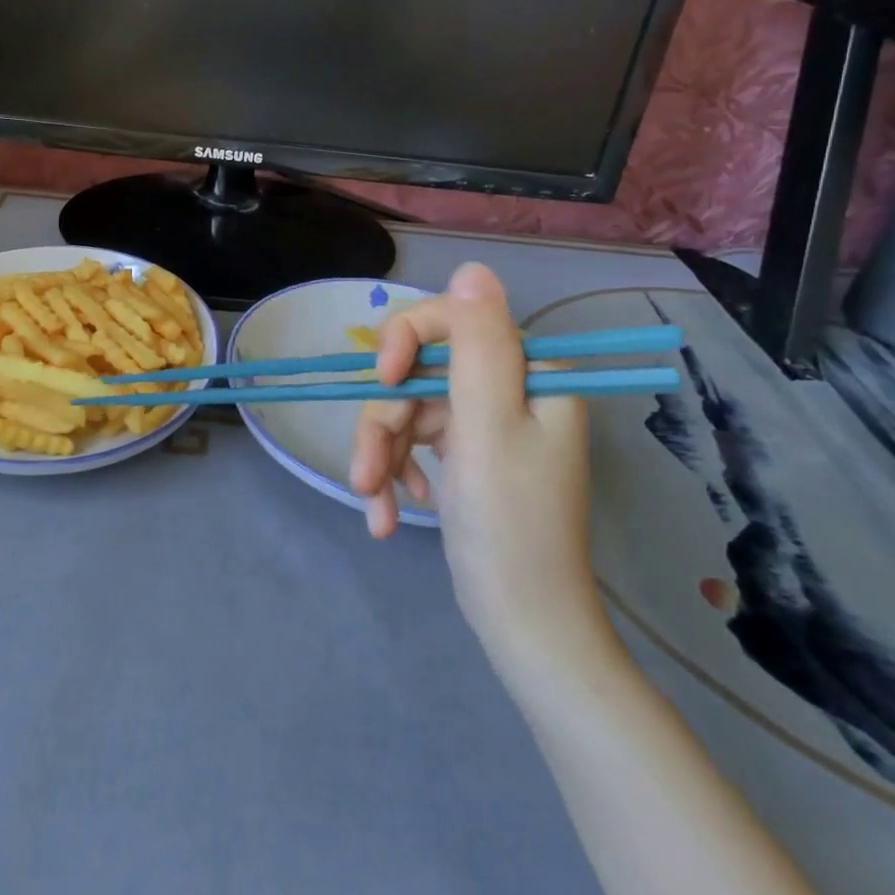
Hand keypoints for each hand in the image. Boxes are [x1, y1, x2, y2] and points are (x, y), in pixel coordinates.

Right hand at [350, 264, 607, 677]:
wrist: (523, 625)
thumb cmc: (510, 526)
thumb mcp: (488, 426)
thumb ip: (477, 344)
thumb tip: (471, 268)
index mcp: (528, 372)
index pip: (452, 321)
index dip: (405, 340)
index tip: (382, 382)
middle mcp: (508, 389)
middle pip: (419, 373)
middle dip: (385, 423)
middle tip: (365, 474)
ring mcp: (484, 423)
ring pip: (407, 411)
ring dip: (381, 456)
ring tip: (375, 509)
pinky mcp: (465, 454)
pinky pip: (414, 442)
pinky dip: (395, 474)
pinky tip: (390, 515)